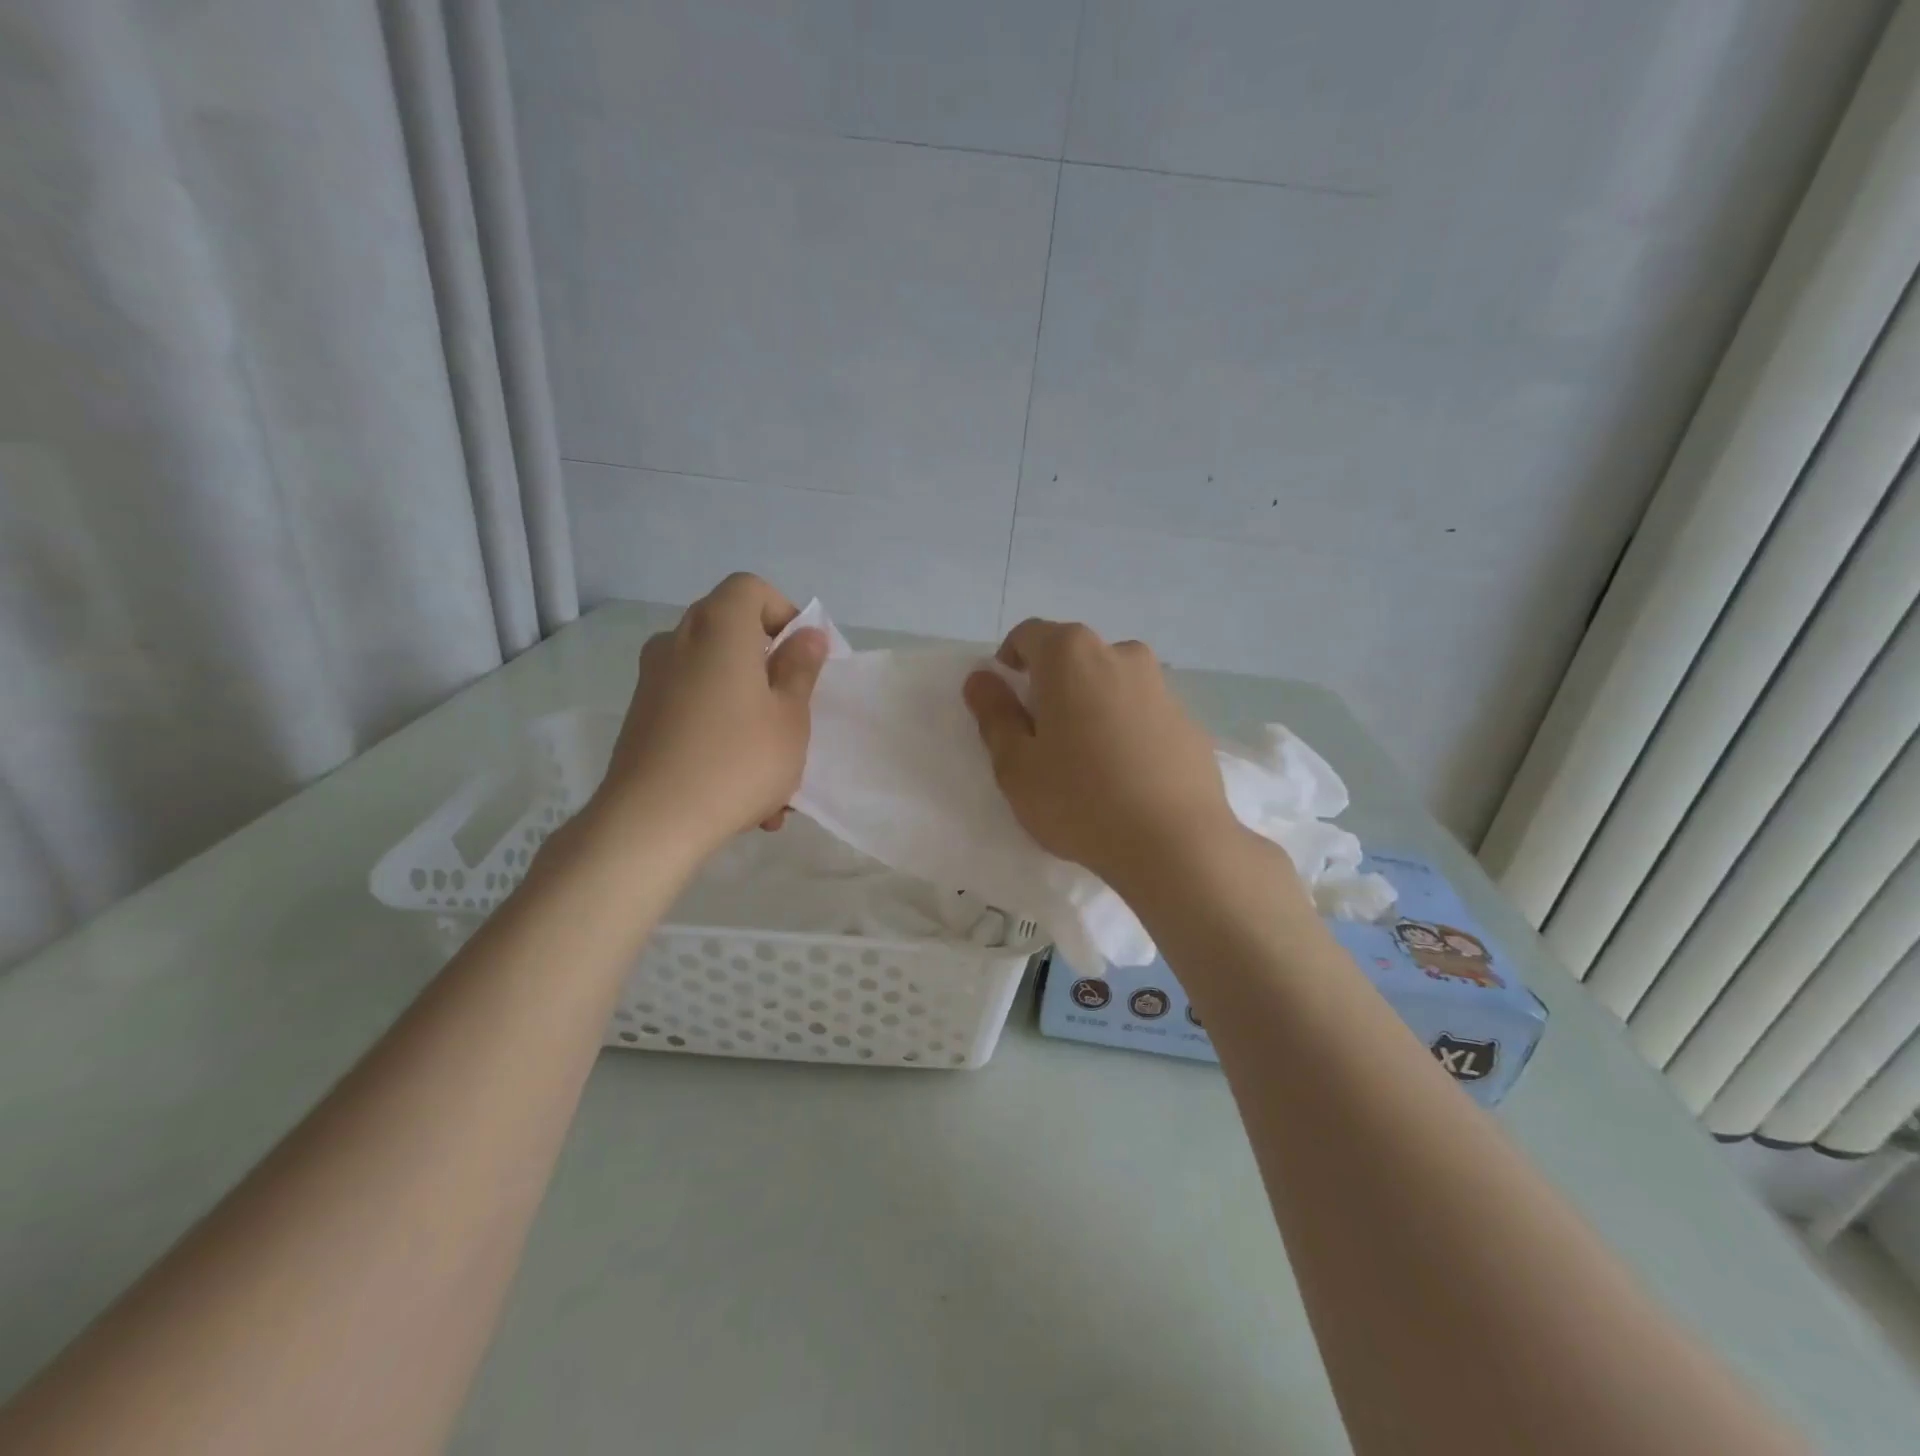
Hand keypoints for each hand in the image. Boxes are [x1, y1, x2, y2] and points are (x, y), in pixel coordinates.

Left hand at [589, 574, 826, 855]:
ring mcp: (653, 681)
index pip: (750, 588)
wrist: (651, 822)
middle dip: (768, 669)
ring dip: (748, 713)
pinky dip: (721, 734)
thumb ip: (800, 669)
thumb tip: (806, 636)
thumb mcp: (790, 716)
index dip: (783, 614)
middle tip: (792, 713)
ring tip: (775, 777)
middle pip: (731, 632)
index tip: (802, 659)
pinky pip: (693, 711)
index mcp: (718, 628)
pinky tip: (743, 794)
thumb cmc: (737, 760)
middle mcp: (678, 642)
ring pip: (715, 680)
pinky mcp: (641, 718)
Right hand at [962, 619, 1237, 894]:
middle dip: (1052, 686)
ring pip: (1111, 684)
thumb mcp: (1016, 764)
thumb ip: (995, 714)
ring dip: (1092, 707)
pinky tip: (1126, 777)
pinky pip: (1143, 713)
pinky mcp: (1189, 721)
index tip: (1007, 703)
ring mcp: (1161, 687)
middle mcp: (1121, 655)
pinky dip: (1127, 729)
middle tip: (1043, 739)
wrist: (1176, 844)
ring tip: (1088, 762)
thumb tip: (981, 679)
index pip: (1029, 635)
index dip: (1009, 662)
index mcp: (1071, 655)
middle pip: (1074, 657)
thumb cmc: (1080, 800)